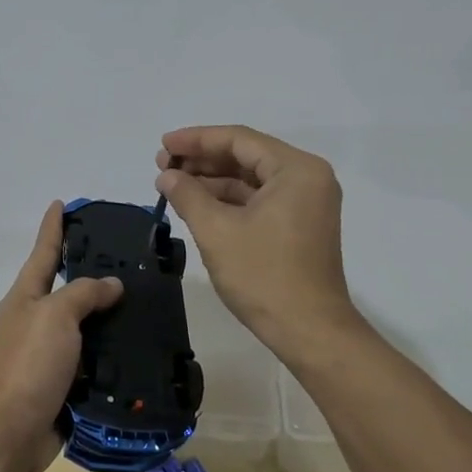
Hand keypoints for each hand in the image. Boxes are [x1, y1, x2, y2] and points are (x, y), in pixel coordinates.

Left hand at [0, 202, 123, 471]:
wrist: (9, 433)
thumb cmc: (28, 364)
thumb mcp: (55, 316)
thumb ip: (84, 294)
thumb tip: (111, 285)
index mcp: (26, 298)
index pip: (43, 252)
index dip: (53, 228)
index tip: (62, 203)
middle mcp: (35, 322)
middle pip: (66, 289)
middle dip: (92, 273)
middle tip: (129, 259)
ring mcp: (48, 355)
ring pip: (85, 327)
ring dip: (110, 317)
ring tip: (146, 303)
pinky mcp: (63, 385)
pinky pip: (93, 362)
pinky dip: (113, 355)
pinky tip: (140, 348)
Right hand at [156, 125, 368, 368]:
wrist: (309, 331)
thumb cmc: (264, 276)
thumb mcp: (217, 231)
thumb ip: (188, 195)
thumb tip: (166, 176)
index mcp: (296, 169)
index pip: (239, 139)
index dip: (196, 140)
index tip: (162, 145)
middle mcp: (307, 178)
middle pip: (246, 156)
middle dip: (202, 160)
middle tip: (162, 166)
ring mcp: (306, 203)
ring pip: (251, 179)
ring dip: (212, 181)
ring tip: (172, 185)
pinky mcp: (299, 225)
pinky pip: (259, 199)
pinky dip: (228, 200)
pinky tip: (197, 204)